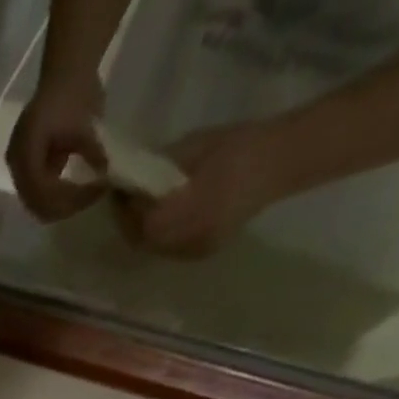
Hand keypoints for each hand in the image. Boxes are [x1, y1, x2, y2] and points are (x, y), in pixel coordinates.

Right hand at [7, 77, 107, 221]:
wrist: (65, 73)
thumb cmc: (74, 92)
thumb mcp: (86, 123)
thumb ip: (92, 151)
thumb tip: (104, 174)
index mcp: (25, 152)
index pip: (43, 190)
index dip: (70, 196)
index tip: (97, 189)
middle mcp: (16, 166)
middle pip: (37, 204)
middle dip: (66, 206)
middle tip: (93, 195)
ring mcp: (19, 169)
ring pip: (38, 205)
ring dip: (62, 205)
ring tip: (86, 194)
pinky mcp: (26, 171)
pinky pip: (39, 196)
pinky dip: (58, 197)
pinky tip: (77, 188)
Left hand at [113, 123, 293, 257]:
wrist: (280, 161)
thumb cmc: (237, 145)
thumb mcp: (193, 147)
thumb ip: (158, 167)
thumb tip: (129, 176)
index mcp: (188, 210)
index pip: (140, 222)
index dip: (124, 210)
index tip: (118, 192)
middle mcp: (188, 238)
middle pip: (142, 240)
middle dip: (128, 223)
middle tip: (125, 203)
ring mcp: (195, 250)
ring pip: (154, 248)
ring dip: (142, 232)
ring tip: (141, 210)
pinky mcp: (202, 254)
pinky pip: (169, 250)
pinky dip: (159, 237)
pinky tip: (162, 219)